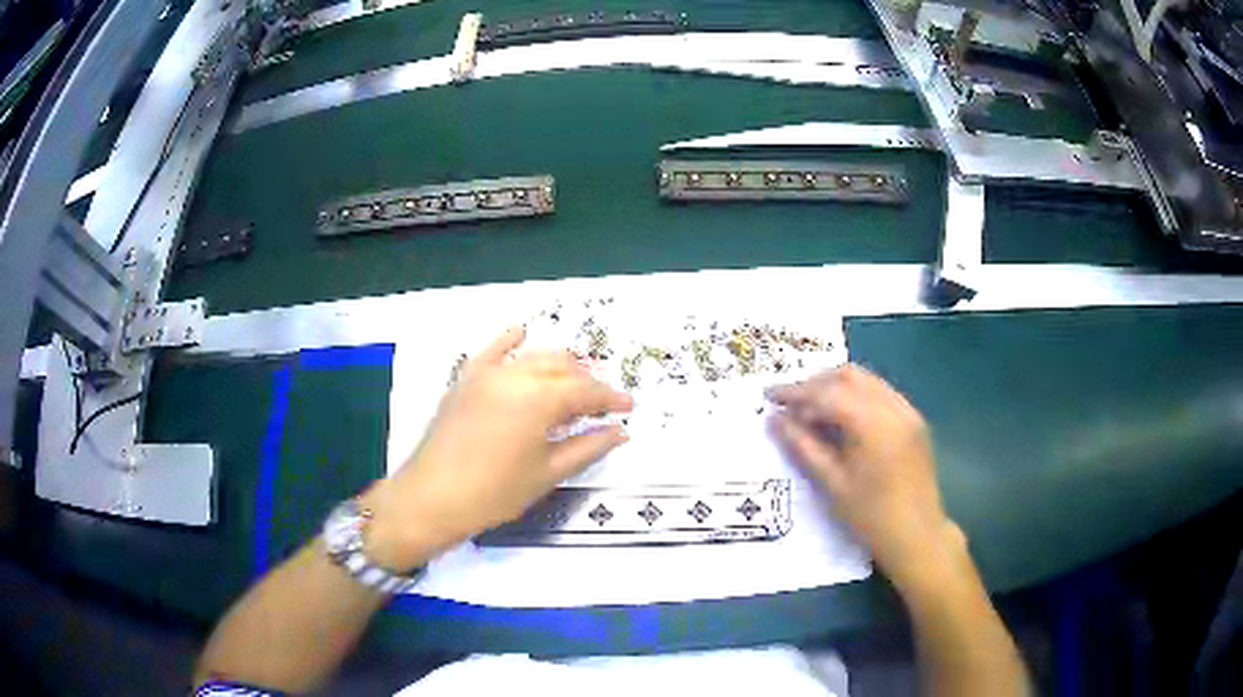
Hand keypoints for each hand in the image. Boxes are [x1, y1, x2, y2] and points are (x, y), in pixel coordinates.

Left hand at [362, 327, 632, 569]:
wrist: (432, 497)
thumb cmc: (495, 492)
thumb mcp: (547, 473)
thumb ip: (587, 447)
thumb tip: (620, 432)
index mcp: (540, 399)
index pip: (585, 392)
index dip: (610, 399)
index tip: (629, 408)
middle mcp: (516, 375)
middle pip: (562, 368)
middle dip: (586, 383)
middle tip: (602, 404)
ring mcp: (487, 374)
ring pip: (532, 357)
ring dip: (558, 366)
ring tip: (572, 384)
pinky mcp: (465, 379)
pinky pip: (491, 351)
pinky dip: (508, 341)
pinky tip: (520, 332)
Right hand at [767, 364, 961, 592]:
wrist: (918, 535)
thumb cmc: (871, 516)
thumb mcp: (832, 484)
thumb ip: (803, 446)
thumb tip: (775, 419)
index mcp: (874, 423)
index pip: (828, 394)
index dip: (795, 393)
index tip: (769, 395)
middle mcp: (894, 406)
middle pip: (849, 376)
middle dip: (816, 383)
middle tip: (790, 402)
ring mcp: (908, 410)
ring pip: (866, 380)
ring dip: (836, 387)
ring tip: (811, 409)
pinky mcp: (913, 420)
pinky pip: (880, 393)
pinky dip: (856, 396)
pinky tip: (841, 418)